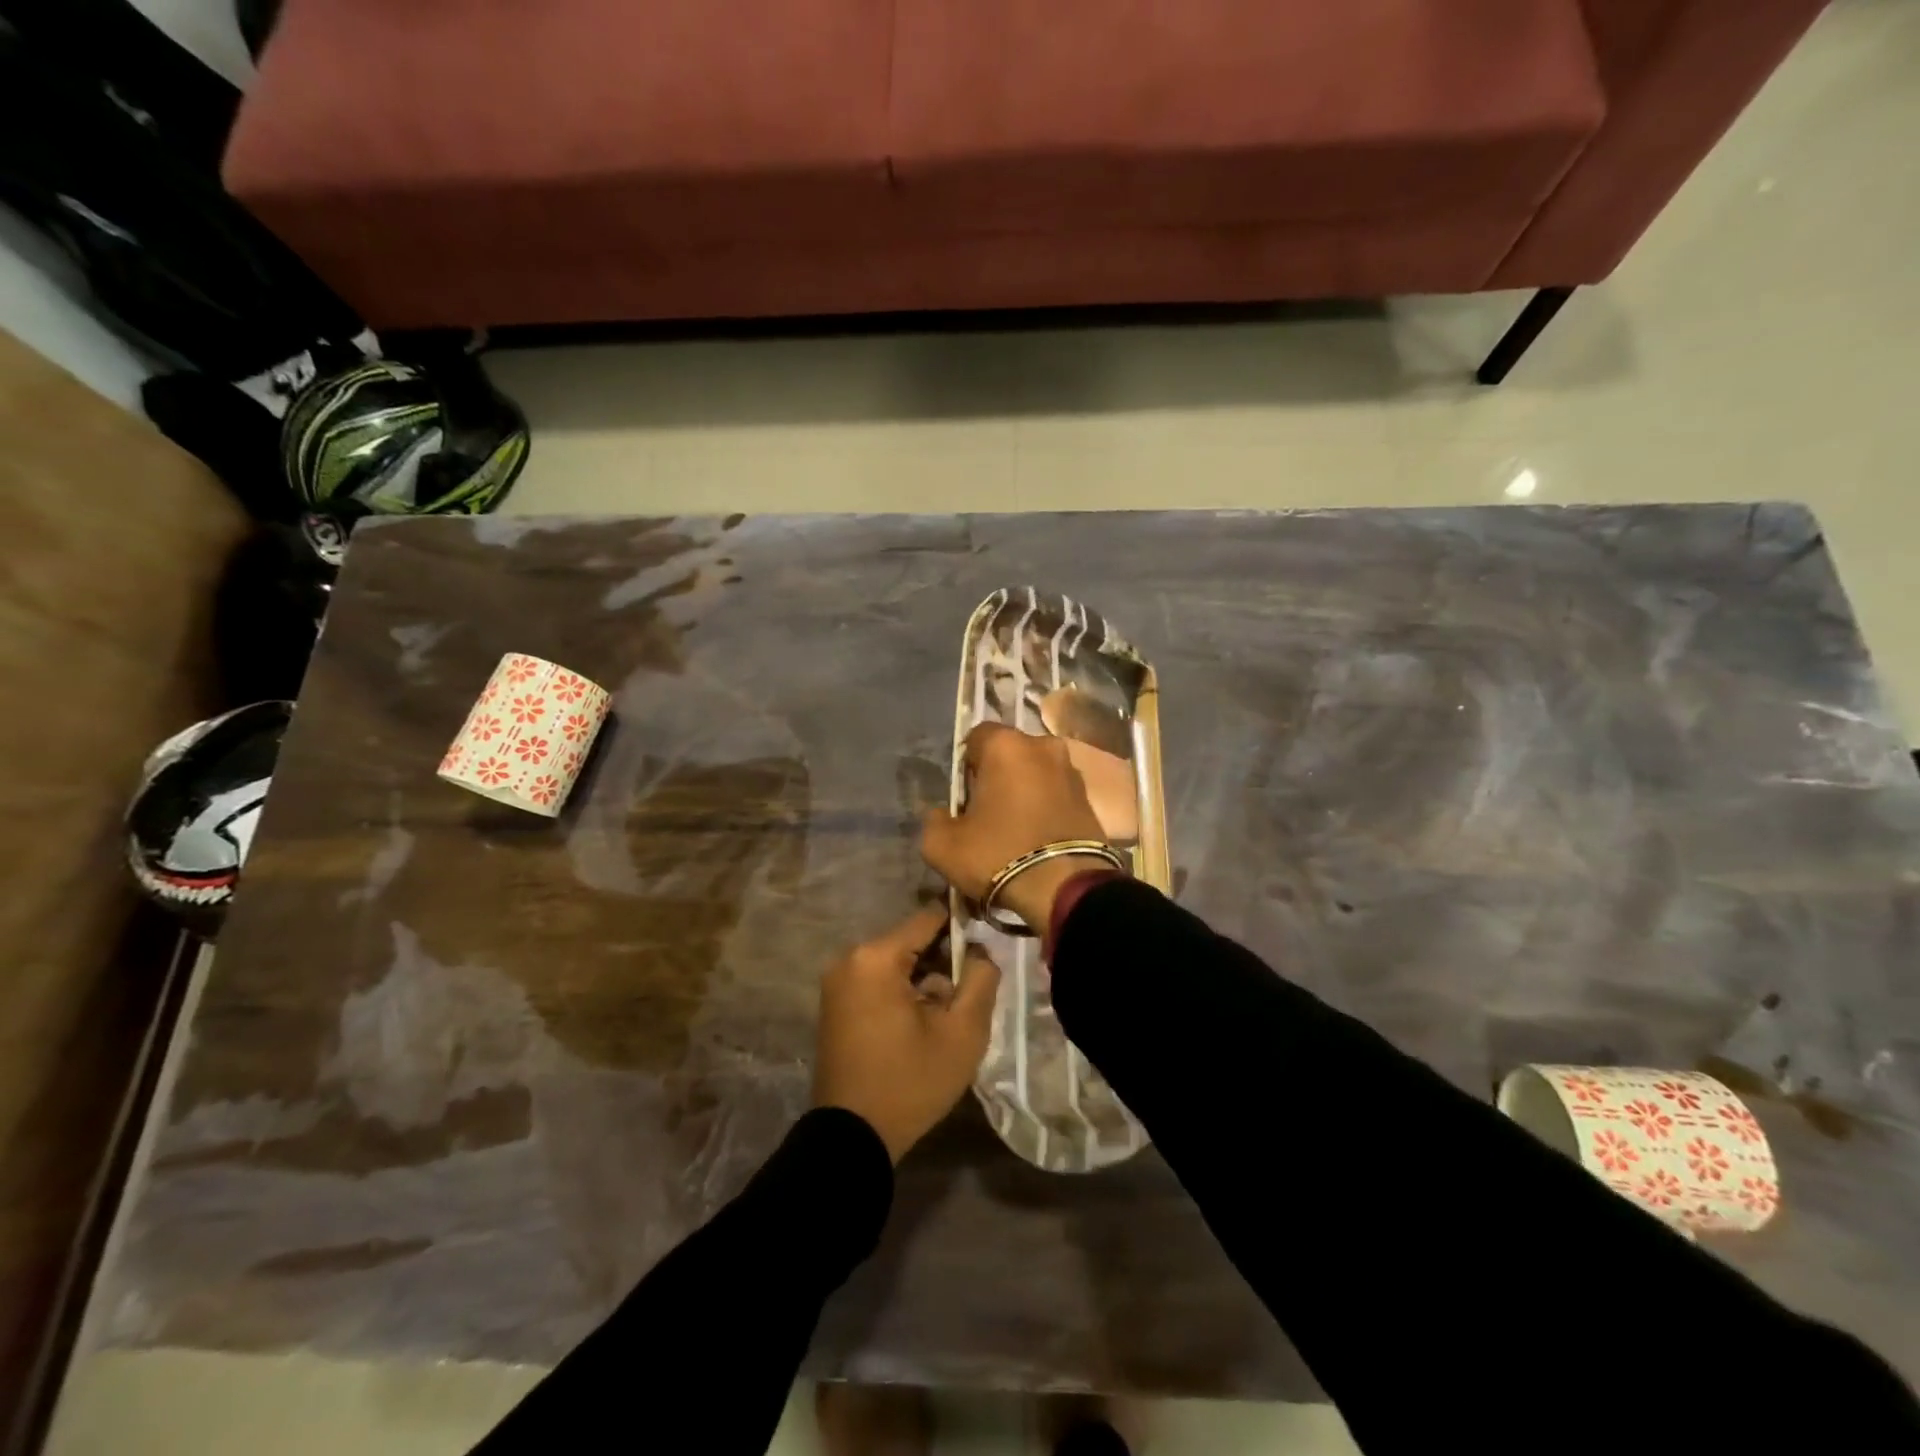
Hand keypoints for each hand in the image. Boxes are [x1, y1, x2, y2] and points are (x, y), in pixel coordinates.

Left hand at [813, 905, 1001, 1163]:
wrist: (851, 1139)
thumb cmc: (910, 1082)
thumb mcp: (962, 1033)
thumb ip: (981, 980)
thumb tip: (981, 951)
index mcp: (876, 957)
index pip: (929, 919)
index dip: (962, 929)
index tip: (985, 950)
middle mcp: (850, 959)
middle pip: (911, 942)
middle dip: (942, 962)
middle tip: (966, 996)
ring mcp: (837, 982)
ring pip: (895, 964)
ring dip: (923, 981)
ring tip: (944, 1018)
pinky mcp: (834, 1005)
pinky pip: (877, 982)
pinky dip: (901, 994)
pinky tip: (918, 1027)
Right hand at [921, 722, 1113, 930]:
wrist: (1066, 888)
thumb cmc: (999, 855)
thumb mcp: (942, 846)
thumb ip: (934, 820)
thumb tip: (942, 814)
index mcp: (1005, 745)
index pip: (975, 737)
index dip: (965, 765)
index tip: (963, 796)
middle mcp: (1042, 746)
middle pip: (1008, 753)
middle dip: (996, 775)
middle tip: (986, 813)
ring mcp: (1071, 770)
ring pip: (1034, 772)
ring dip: (1023, 790)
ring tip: (1013, 828)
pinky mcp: (1089, 797)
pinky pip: (1056, 793)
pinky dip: (1045, 807)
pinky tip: (1036, 836)